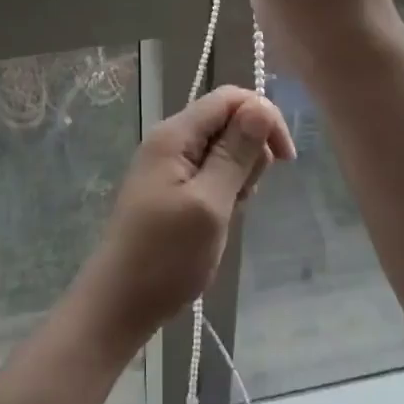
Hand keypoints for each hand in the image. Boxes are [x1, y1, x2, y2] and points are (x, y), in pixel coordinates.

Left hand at [73, 87, 294, 351]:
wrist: (117, 306)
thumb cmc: (165, 257)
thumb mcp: (209, 205)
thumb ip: (235, 154)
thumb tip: (260, 106)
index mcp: (175, 133)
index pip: (229, 98)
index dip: (263, 116)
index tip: (286, 159)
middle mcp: (170, 139)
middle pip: (226, 119)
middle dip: (250, 149)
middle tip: (245, 195)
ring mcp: (167, 163)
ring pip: (221, 147)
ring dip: (238, 172)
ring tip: (230, 211)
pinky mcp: (169, 186)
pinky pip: (208, 170)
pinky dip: (224, 187)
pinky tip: (220, 217)